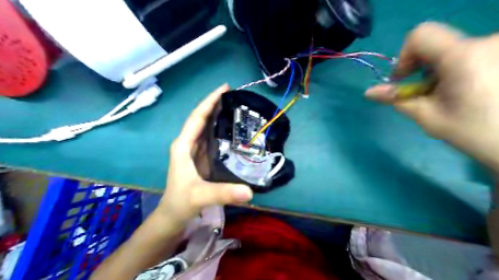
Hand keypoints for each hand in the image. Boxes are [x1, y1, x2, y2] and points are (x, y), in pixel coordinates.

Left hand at [156, 84, 251, 223]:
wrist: (173, 215)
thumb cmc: (181, 202)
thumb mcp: (200, 196)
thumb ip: (223, 193)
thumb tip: (250, 192)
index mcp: (183, 146)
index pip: (197, 118)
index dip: (209, 102)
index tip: (224, 88)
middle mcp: (188, 144)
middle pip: (203, 119)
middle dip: (216, 105)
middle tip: (237, 97)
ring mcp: (195, 151)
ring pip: (207, 128)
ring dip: (219, 116)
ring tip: (238, 109)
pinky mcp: (202, 158)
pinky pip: (212, 139)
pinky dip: (222, 131)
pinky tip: (234, 130)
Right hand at [366, 20, 498, 170]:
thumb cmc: (475, 133)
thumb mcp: (427, 116)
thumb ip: (397, 99)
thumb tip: (369, 92)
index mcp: (464, 56)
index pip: (421, 35)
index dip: (405, 56)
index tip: (404, 79)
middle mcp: (488, 42)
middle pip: (437, 44)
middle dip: (423, 68)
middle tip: (427, 94)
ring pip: (454, 49)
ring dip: (441, 70)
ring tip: (451, 96)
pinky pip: (473, 52)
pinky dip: (459, 69)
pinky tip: (469, 90)